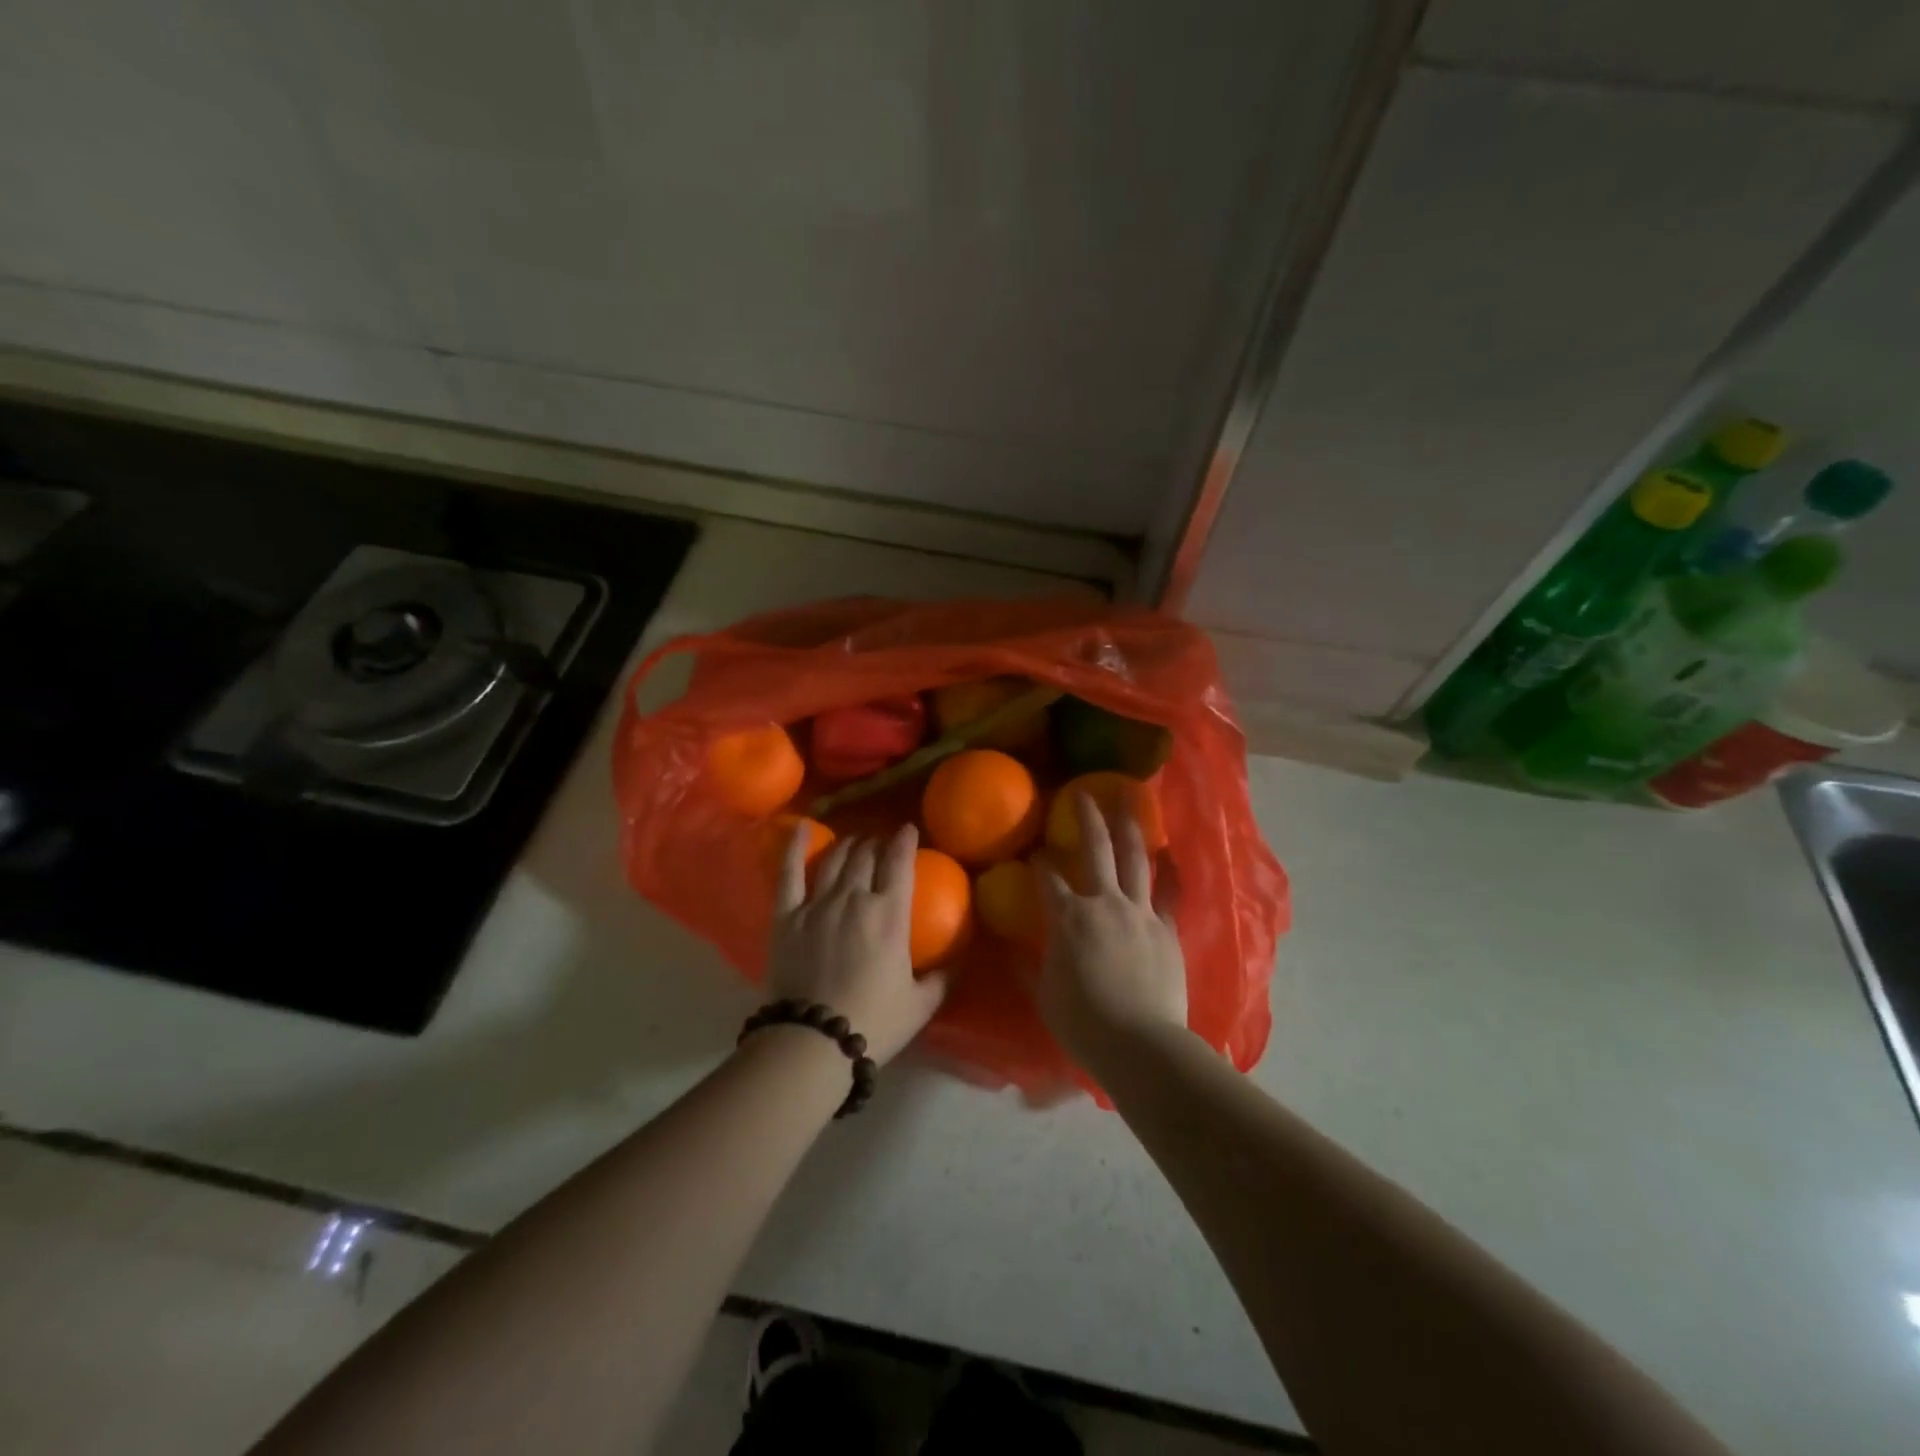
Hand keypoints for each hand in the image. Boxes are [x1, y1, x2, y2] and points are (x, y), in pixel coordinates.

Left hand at [766, 822, 947, 1065]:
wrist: (813, 1042)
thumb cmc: (873, 1023)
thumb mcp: (921, 1004)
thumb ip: (942, 977)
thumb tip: (958, 961)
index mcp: (889, 914)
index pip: (899, 863)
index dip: (905, 841)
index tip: (908, 830)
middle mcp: (854, 898)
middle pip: (866, 856)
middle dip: (876, 842)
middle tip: (881, 843)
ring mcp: (817, 904)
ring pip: (835, 859)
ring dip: (848, 845)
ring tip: (854, 842)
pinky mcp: (787, 916)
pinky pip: (790, 873)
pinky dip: (796, 847)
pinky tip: (802, 828)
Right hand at [1035, 792, 1187, 1070]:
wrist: (1140, 1043)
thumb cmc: (1083, 1023)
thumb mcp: (1045, 995)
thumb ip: (1030, 966)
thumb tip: (1013, 949)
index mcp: (1068, 918)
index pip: (1047, 877)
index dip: (1039, 861)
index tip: (1035, 850)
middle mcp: (1104, 903)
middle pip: (1095, 850)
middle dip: (1087, 819)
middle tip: (1085, 794)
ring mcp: (1140, 912)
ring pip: (1136, 859)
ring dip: (1131, 828)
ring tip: (1130, 803)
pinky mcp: (1167, 928)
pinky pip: (1171, 893)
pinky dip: (1171, 872)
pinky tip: (1171, 855)